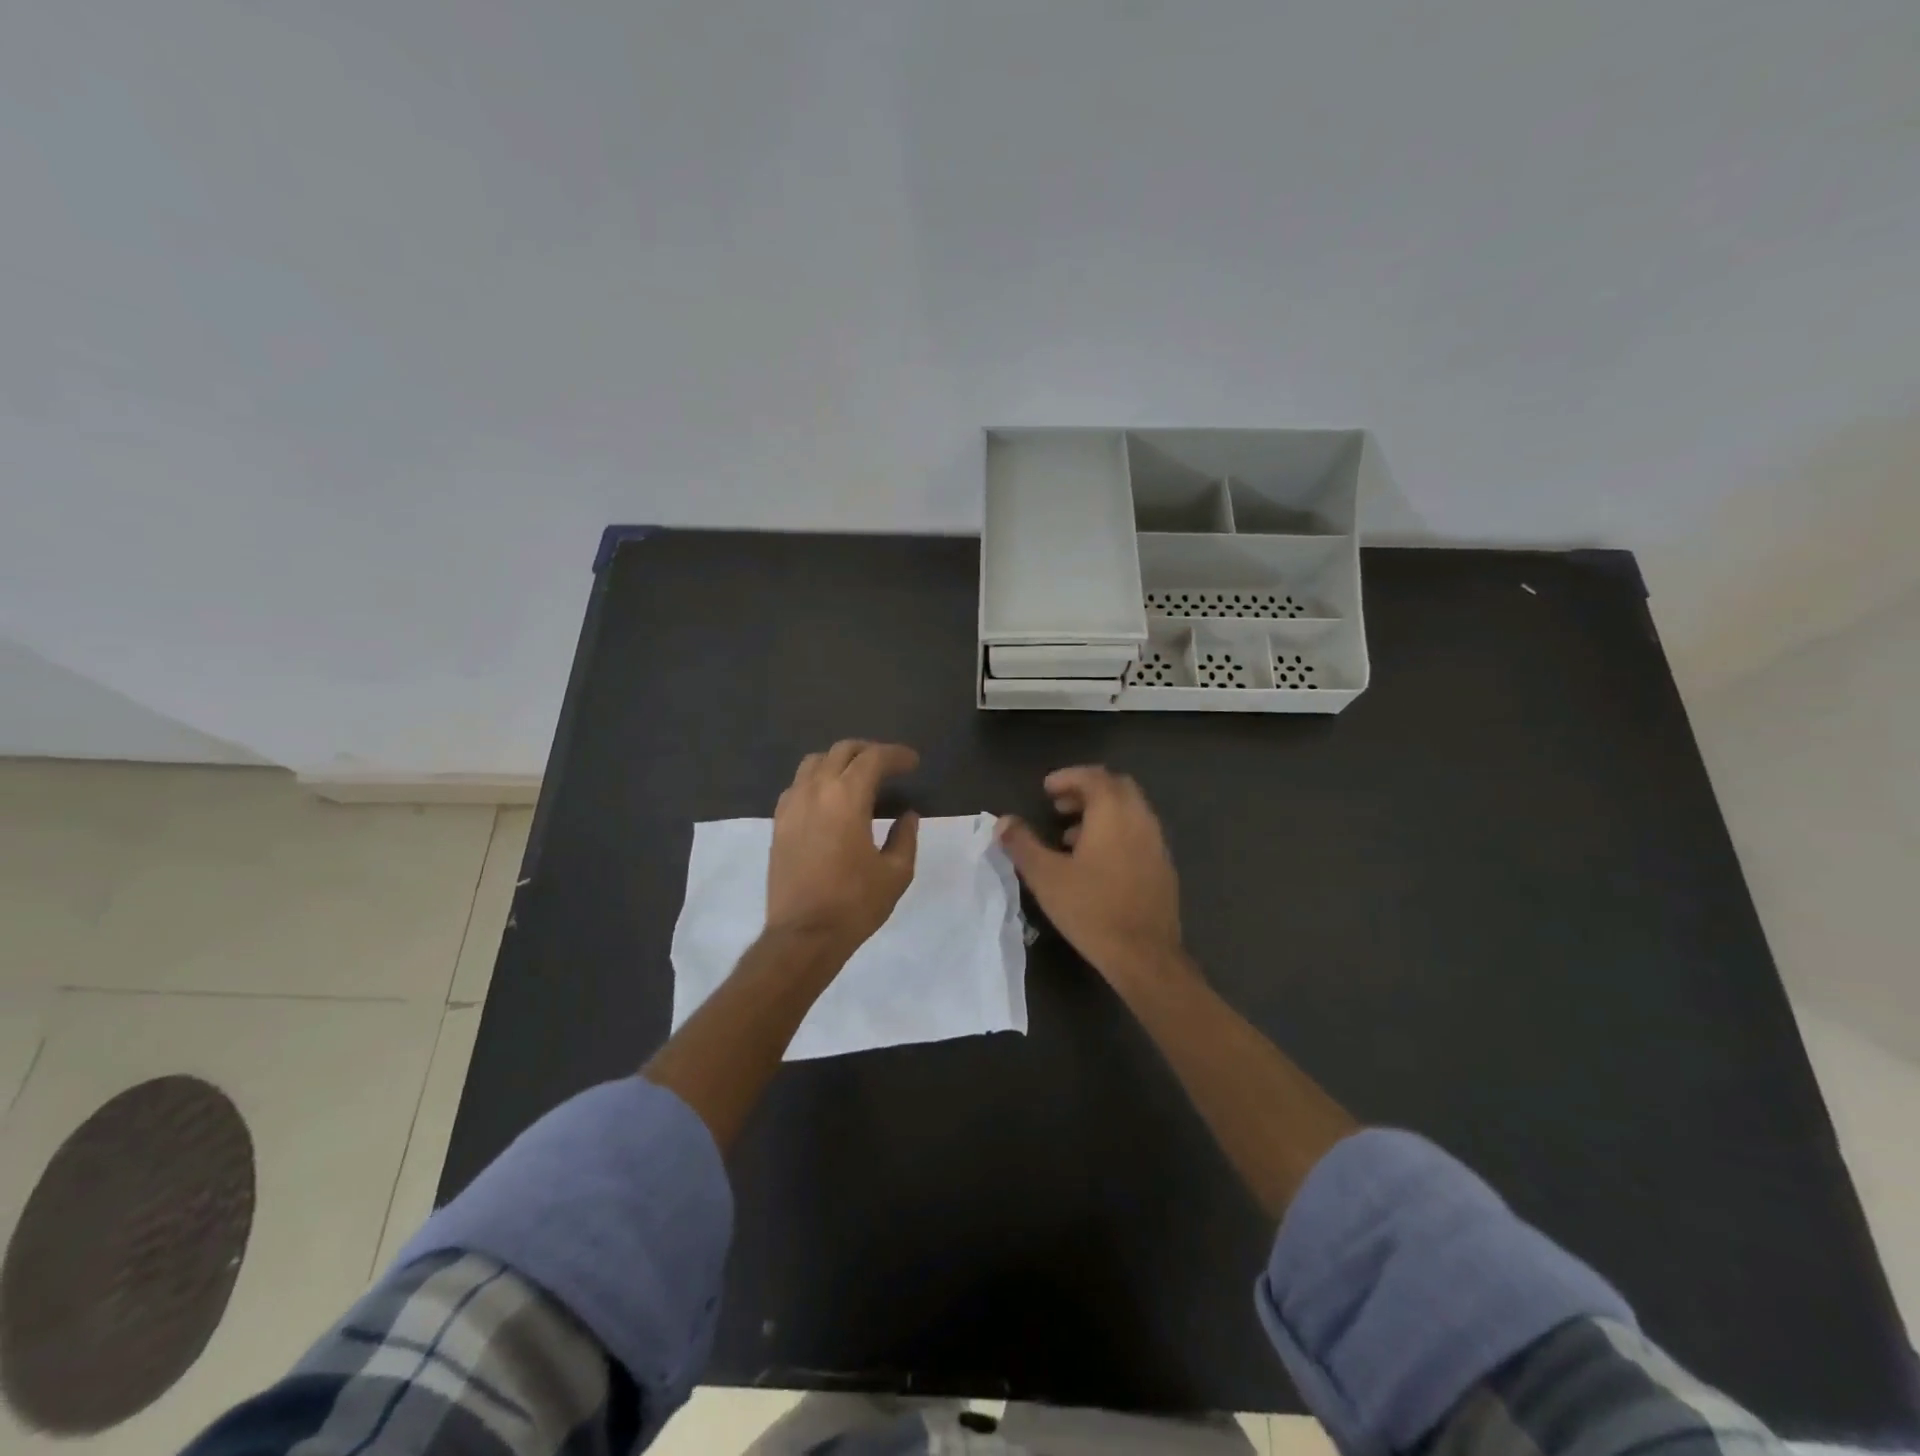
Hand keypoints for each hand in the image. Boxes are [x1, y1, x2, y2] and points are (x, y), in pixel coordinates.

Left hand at [766, 740, 919, 952]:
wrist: (803, 935)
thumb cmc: (854, 903)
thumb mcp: (896, 873)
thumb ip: (905, 837)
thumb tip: (907, 815)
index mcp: (847, 797)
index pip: (873, 758)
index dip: (896, 755)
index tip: (913, 763)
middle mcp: (816, 791)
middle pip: (842, 751)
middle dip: (869, 751)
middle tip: (889, 766)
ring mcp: (791, 805)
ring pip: (814, 762)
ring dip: (839, 761)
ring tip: (857, 777)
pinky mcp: (778, 823)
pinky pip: (797, 785)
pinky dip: (817, 780)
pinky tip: (829, 800)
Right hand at [996, 766, 1185, 987]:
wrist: (1144, 955)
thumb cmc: (1091, 909)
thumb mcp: (1045, 876)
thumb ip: (1022, 844)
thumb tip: (1002, 821)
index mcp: (1113, 813)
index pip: (1094, 777)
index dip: (1068, 777)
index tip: (1046, 790)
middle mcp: (1140, 819)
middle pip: (1116, 787)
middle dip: (1086, 790)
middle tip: (1058, 806)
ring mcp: (1156, 843)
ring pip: (1129, 811)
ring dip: (1101, 813)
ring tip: (1069, 836)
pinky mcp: (1163, 867)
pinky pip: (1138, 833)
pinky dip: (1116, 832)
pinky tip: (1096, 862)